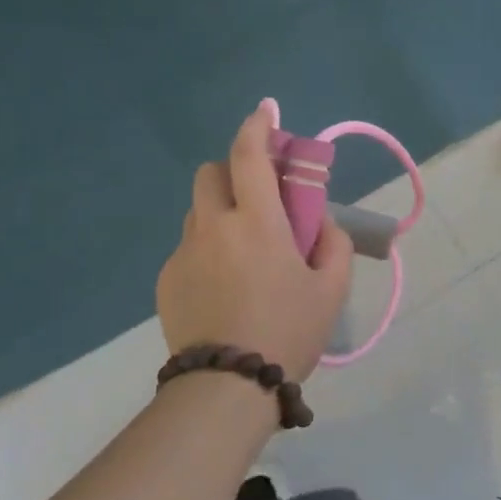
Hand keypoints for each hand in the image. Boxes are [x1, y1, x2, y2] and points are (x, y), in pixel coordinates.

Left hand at [157, 102, 352, 381]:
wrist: (226, 388)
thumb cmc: (288, 332)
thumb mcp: (332, 289)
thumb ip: (334, 244)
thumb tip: (319, 223)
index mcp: (257, 223)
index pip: (249, 156)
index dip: (258, 126)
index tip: (266, 110)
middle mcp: (214, 227)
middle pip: (211, 173)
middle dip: (234, 171)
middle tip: (259, 198)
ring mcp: (184, 254)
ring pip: (198, 212)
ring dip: (222, 213)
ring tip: (244, 253)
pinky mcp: (166, 281)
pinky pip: (189, 248)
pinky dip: (208, 250)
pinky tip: (224, 288)